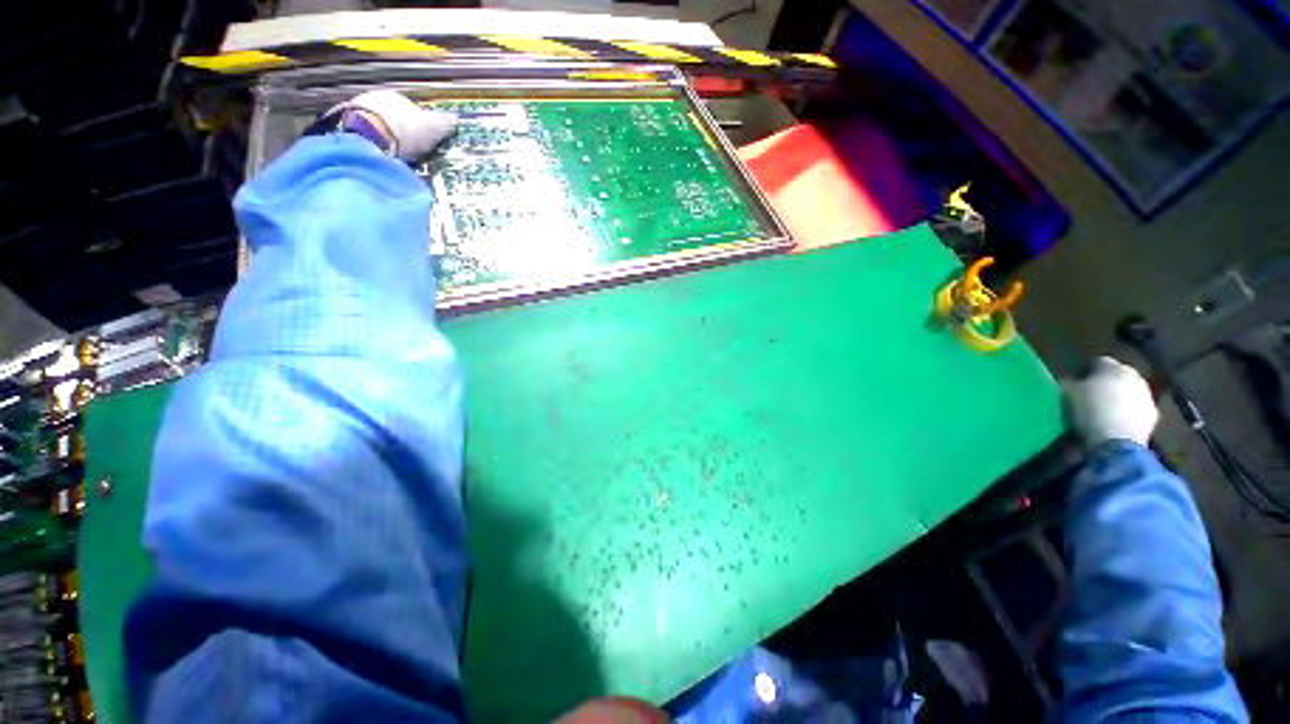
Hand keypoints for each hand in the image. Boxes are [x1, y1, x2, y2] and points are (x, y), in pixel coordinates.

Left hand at [335, 90, 455, 160]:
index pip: (413, 111)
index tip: (426, 142)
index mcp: (398, 96)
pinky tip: (382, 156)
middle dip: (402, 133)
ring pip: (379, 126)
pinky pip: (366, 137)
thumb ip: (444, 123)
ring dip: (387, 139)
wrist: (369, 137)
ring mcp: (358, 110)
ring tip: (397, 157)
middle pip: (394, 119)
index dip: (421, 127)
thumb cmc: (405, 130)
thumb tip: (454, 120)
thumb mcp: (433, 128)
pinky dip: (374, 145)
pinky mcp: (346, 127)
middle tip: (412, 152)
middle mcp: (376, 98)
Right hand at [1063, 356, 1158, 446]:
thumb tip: (1069, 382)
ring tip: (1099, 413)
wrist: (1116, 442)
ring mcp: (1147, 397)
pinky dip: (1125, 414)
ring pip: (1128, 393)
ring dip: (1117, 400)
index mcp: (1113, 367)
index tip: (1074, 383)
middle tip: (1088, 397)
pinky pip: (1135, 410)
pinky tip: (1112, 424)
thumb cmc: (1089, 411)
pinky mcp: (1153, 416)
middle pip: (1117, 376)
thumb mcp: (1067, 394)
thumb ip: (1068, 383)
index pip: (1098, 362)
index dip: (1085, 372)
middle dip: (1105, 385)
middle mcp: (1135, 376)